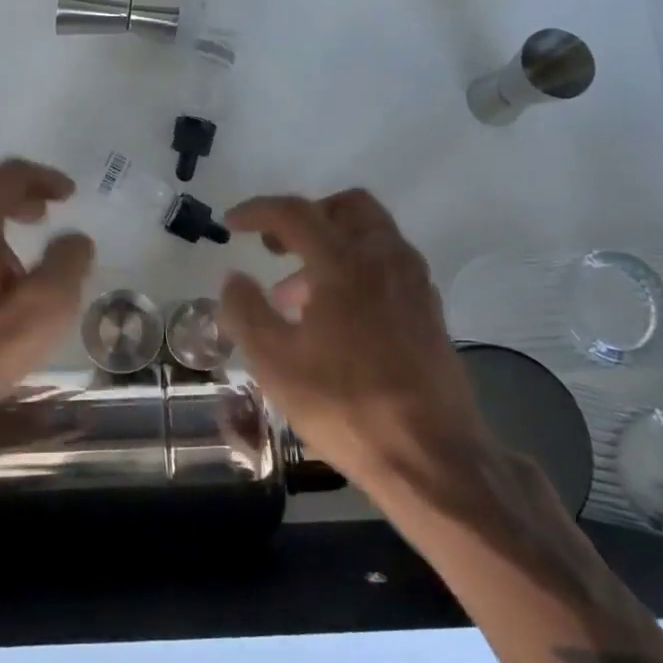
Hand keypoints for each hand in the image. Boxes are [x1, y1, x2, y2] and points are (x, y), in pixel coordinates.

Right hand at [217, 189, 495, 503]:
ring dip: (331, 244)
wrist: (432, 456)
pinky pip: (388, 263)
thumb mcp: (275, 362)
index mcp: (345, 262)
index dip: (257, 212)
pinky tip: (335, 315)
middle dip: (306, 216)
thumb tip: (234, 278)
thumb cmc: (346, 405)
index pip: (295, 212)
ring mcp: (413, 282)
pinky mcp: (429, 309)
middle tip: (276, 246)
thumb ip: (246, 311)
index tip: (231, 224)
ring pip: (371, 234)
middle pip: (347, 206)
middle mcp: (385, 258)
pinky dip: (356, 266)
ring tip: (295, 294)